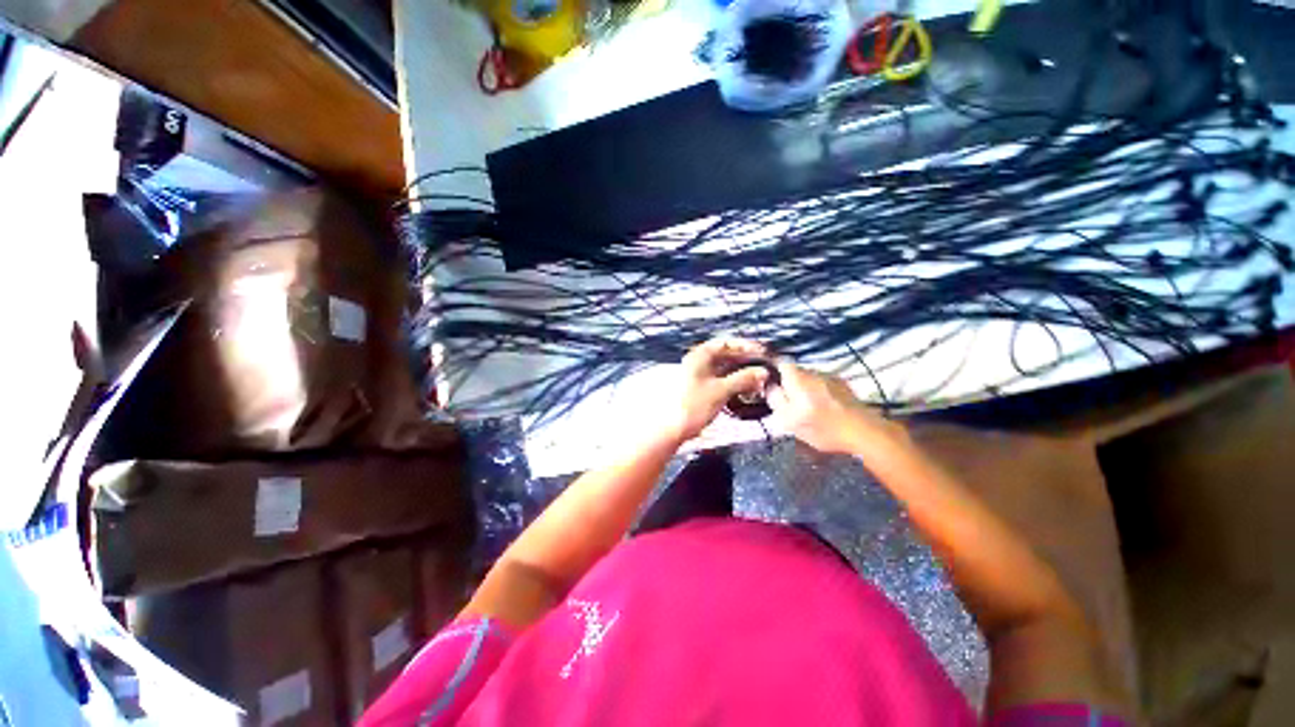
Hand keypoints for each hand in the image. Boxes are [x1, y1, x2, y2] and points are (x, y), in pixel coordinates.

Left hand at [664, 338, 770, 442]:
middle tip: (764, 367)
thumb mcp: (721, 390)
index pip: (725, 342)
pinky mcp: (701, 389)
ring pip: (725, 369)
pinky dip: (734, 383)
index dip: (745, 346)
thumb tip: (763, 372)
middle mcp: (698, 362)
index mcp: (699, 356)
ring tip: (760, 380)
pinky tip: (748, 389)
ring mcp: (699, 376)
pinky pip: (721, 380)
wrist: (674, 429)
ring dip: (741, 373)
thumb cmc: (694, 405)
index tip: (762, 352)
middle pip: (726, 355)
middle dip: (745, 361)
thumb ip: (743, 378)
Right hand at [768, 363, 887, 454]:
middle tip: (789, 402)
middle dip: (789, 383)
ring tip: (808, 408)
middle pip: (794, 371)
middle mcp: (813, 371)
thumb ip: (775, 399)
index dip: (772, 371)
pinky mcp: (844, 385)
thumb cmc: (821, 427)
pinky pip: (824, 384)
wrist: (863, 431)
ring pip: (810, 378)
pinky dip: (820, 392)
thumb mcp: (788, 418)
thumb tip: (769, 386)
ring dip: (806, 388)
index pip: (779, 362)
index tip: (771, 384)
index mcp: (796, 378)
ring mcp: (830, 376)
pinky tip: (824, 408)